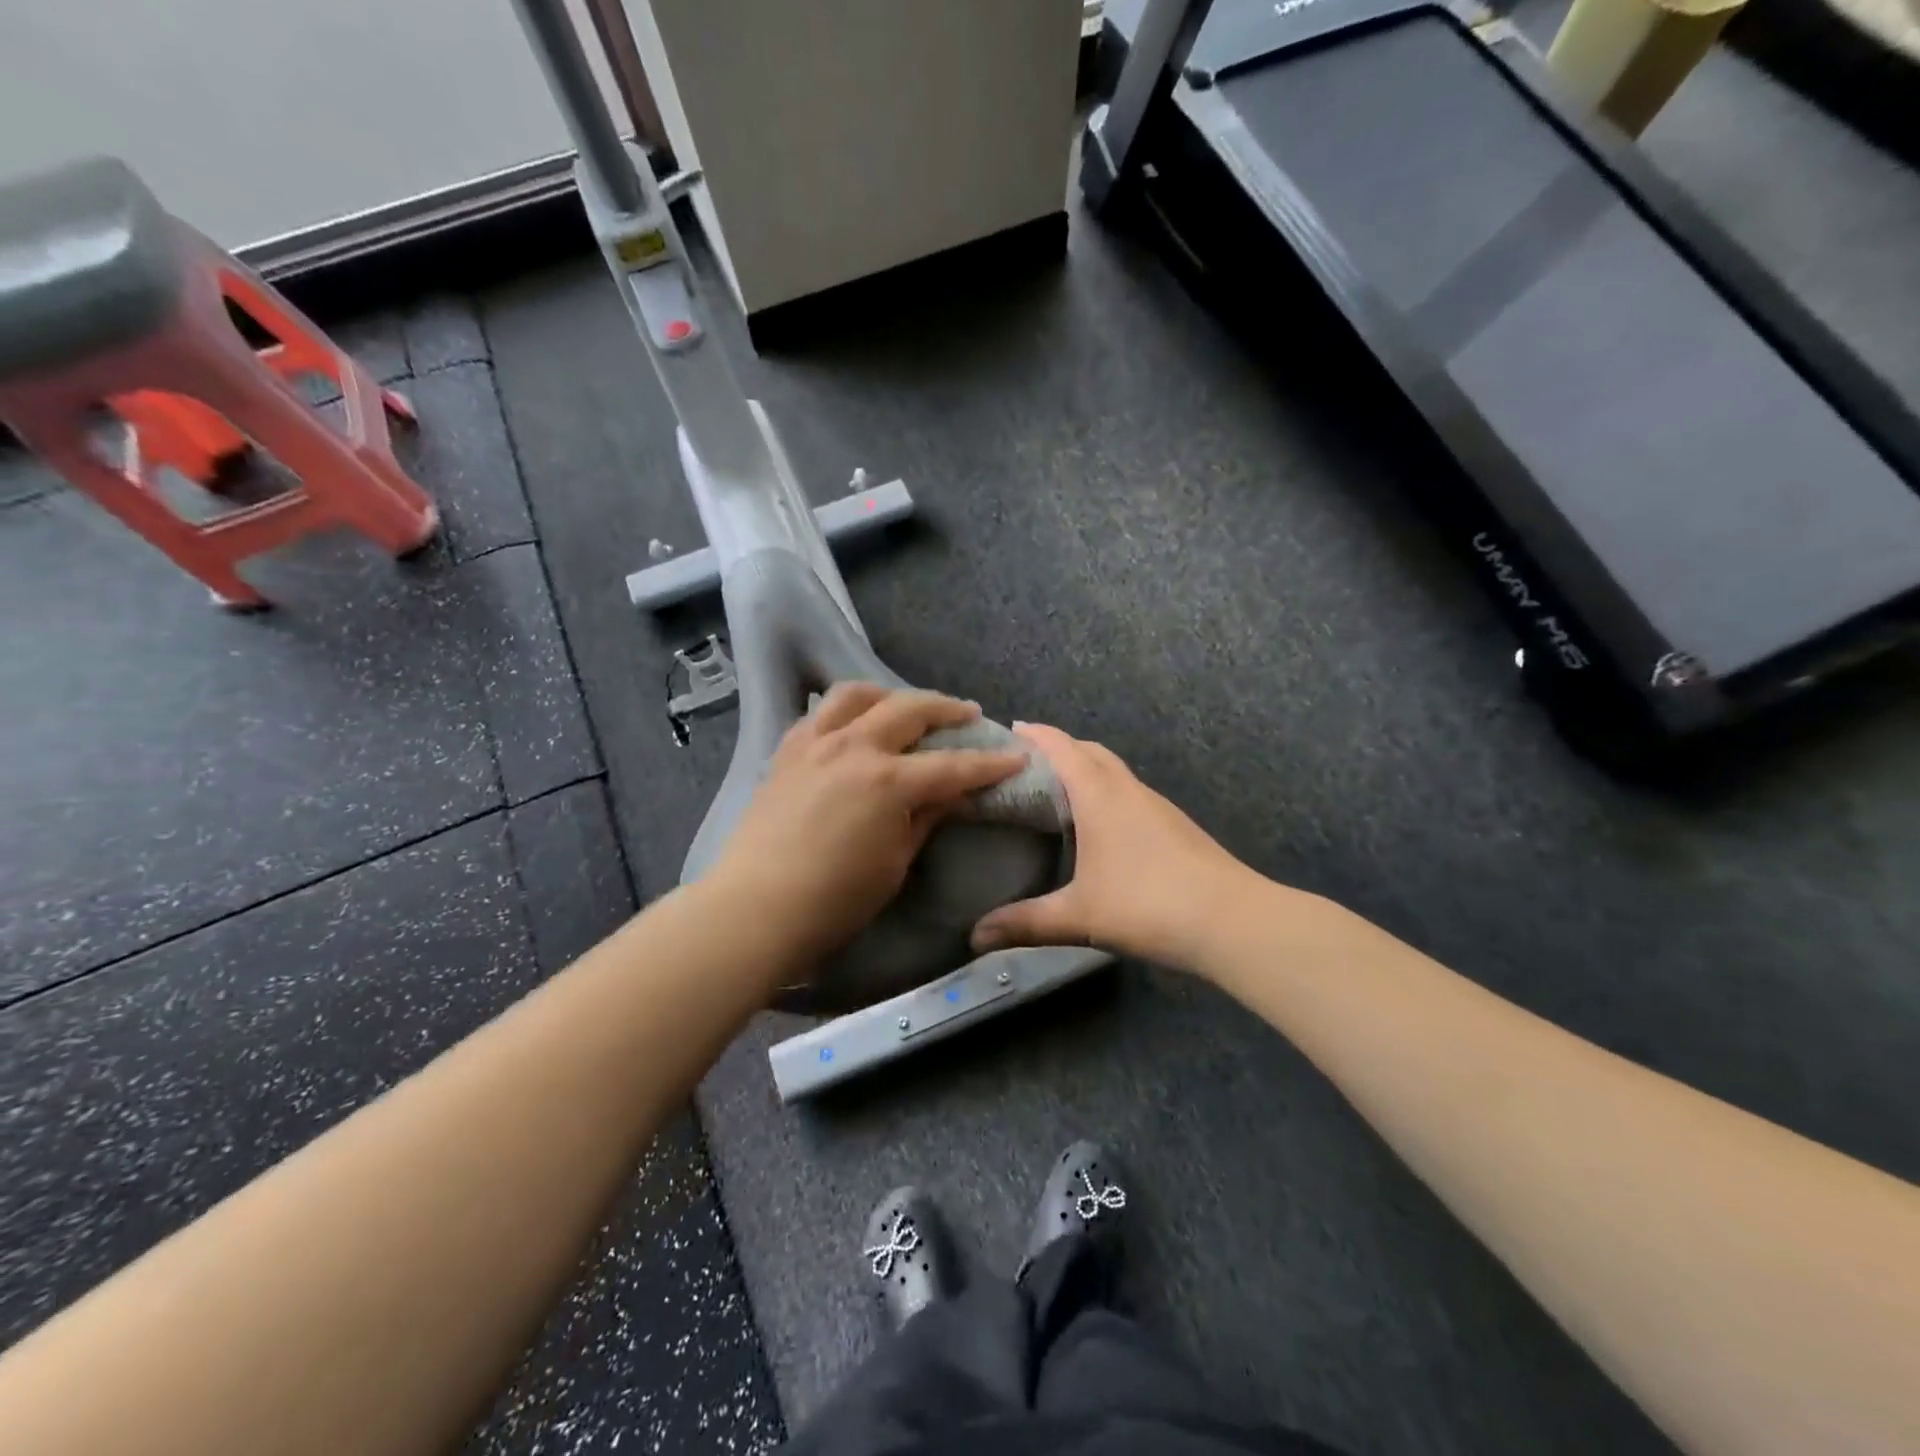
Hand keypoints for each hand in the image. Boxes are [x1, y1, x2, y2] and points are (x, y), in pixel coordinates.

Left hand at [707, 683, 1027, 967]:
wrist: (756, 909)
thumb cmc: (835, 901)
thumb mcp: (894, 863)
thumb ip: (924, 819)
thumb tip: (951, 795)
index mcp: (888, 781)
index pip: (953, 766)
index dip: (989, 763)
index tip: (1015, 758)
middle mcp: (853, 747)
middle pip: (909, 709)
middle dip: (946, 708)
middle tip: (967, 714)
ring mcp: (815, 743)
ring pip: (857, 694)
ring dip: (890, 694)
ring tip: (905, 707)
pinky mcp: (786, 751)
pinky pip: (819, 714)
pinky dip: (844, 711)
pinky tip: (852, 724)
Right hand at [970, 724, 1258, 969]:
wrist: (1231, 919)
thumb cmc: (1147, 904)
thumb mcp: (1078, 915)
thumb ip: (1025, 923)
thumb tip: (975, 937)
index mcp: (1100, 795)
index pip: (1063, 748)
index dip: (1037, 734)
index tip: (1012, 728)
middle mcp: (1128, 790)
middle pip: (1091, 752)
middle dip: (1060, 747)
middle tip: (1028, 762)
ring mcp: (1156, 806)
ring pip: (1115, 772)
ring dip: (1087, 769)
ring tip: (1059, 790)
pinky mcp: (1175, 825)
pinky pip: (1131, 793)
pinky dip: (1108, 792)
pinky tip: (1101, 825)